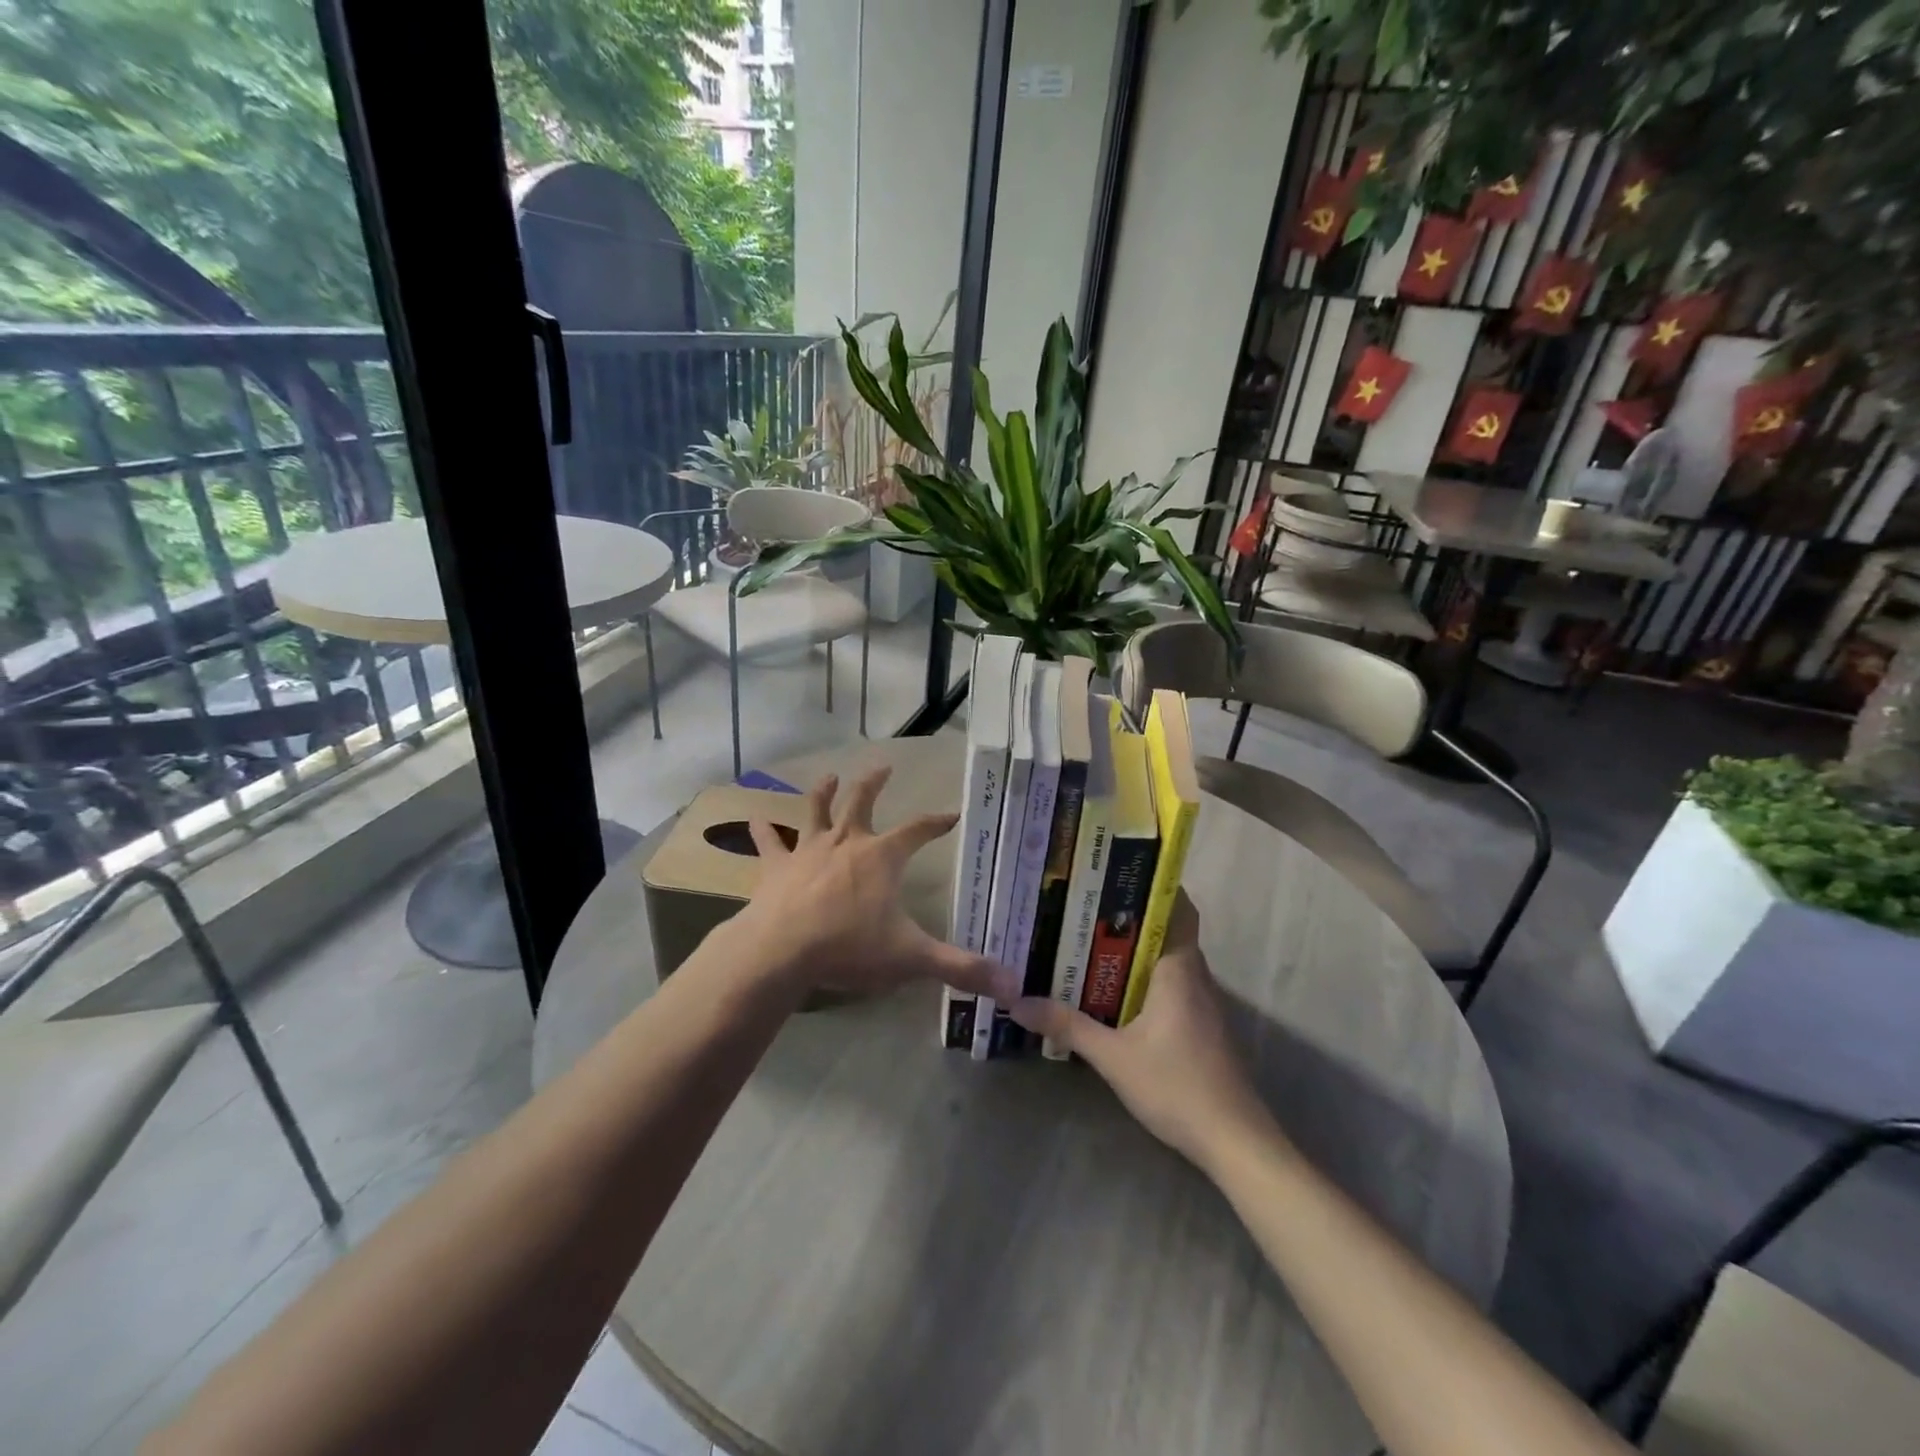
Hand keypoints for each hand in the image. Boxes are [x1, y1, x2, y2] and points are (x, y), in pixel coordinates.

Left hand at [734, 766, 1018, 1002]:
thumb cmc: (849, 946)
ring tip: (828, 776)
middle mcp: (847, 842)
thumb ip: (961, 968)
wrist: (781, 950)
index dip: (937, 822)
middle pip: (862, 802)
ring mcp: (809, 850)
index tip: (952, 814)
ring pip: (817, 811)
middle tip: (884, 766)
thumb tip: (1013, 986)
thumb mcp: (912, 958)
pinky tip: (754, 819)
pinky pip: (769, 843)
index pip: (918, 830)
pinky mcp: (777, 867)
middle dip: (874, 783)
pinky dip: (763, 831)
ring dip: (823, 792)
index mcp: (882, 856)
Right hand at [1009, 894, 1274, 1166]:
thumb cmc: (1177, 1086)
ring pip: (1168, 958)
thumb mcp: (1113, 1057)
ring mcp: (1202, 1002)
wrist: (1235, 1142)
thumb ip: (1067, 1026)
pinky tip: (1114, 990)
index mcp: (1179, 969)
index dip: (1153, 885)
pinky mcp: (1202, 1026)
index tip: (1114, 872)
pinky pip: (1171, 983)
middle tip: (1084, 905)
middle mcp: (1195, 976)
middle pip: (1167, 929)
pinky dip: (1144, 976)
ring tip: (1089, 939)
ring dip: (1136, 948)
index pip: (1177, 907)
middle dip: (1129, 915)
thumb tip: (1018, 1003)